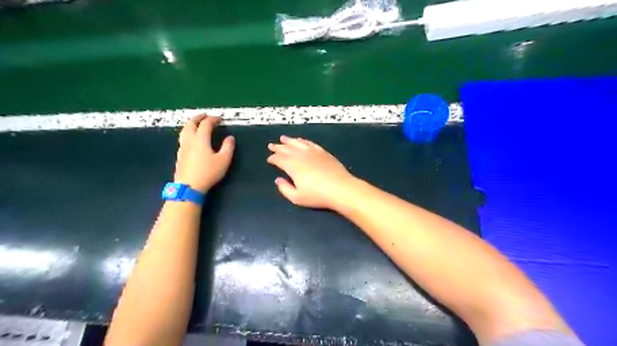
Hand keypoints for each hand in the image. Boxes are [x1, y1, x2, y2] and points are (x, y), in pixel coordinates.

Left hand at [174, 115, 234, 192]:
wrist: (189, 186)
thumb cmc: (208, 172)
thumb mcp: (223, 160)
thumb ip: (228, 147)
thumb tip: (230, 138)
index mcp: (201, 139)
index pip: (206, 124)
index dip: (213, 119)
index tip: (220, 119)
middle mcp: (190, 140)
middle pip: (191, 124)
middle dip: (198, 118)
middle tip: (205, 116)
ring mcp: (182, 147)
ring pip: (184, 131)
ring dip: (191, 124)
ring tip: (196, 124)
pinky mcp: (180, 155)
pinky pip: (183, 138)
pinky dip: (188, 133)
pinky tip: (191, 139)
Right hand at [267, 136, 354, 209]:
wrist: (340, 189)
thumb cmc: (317, 195)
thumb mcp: (297, 198)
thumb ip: (284, 189)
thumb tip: (278, 180)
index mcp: (293, 166)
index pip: (279, 159)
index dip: (273, 158)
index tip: (269, 159)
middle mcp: (301, 156)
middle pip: (287, 149)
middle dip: (278, 147)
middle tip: (271, 145)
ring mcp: (313, 152)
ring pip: (298, 143)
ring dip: (289, 141)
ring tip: (283, 138)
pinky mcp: (323, 152)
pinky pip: (310, 143)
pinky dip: (303, 141)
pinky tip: (301, 141)